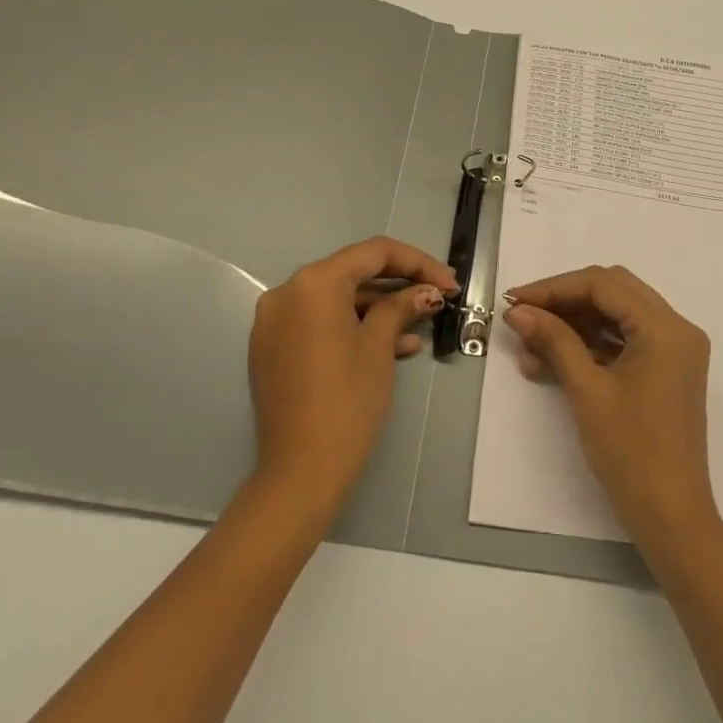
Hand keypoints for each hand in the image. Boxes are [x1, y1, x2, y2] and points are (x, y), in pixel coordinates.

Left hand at [248, 237, 454, 513]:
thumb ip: (401, 308)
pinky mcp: (273, 349)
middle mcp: (287, 293)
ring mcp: (275, 322)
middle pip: (353, 274)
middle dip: (399, 284)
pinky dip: (354, 328)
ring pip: (337, 301)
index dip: (417, 263)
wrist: (301, 469)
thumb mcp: (379, 347)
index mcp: (313, 283)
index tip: (449, 282)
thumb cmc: (347, 400)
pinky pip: (320, 324)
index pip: (373, 253)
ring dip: (380, 309)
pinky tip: (396, 347)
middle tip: (438, 296)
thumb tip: (427, 292)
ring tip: (422, 326)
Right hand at [503, 265, 719, 551]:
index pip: (604, 284)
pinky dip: (589, 346)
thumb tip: (519, 311)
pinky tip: (551, 362)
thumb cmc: (630, 451)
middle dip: (563, 302)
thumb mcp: (587, 390)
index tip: (515, 302)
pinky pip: (624, 342)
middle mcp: (676, 329)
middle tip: (523, 318)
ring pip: (616, 317)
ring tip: (529, 348)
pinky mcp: (665, 371)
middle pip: (612, 293)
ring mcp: (673, 351)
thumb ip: (554, 341)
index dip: (554, 288)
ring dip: (573, 325)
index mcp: (666, 328)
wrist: (670, 515)